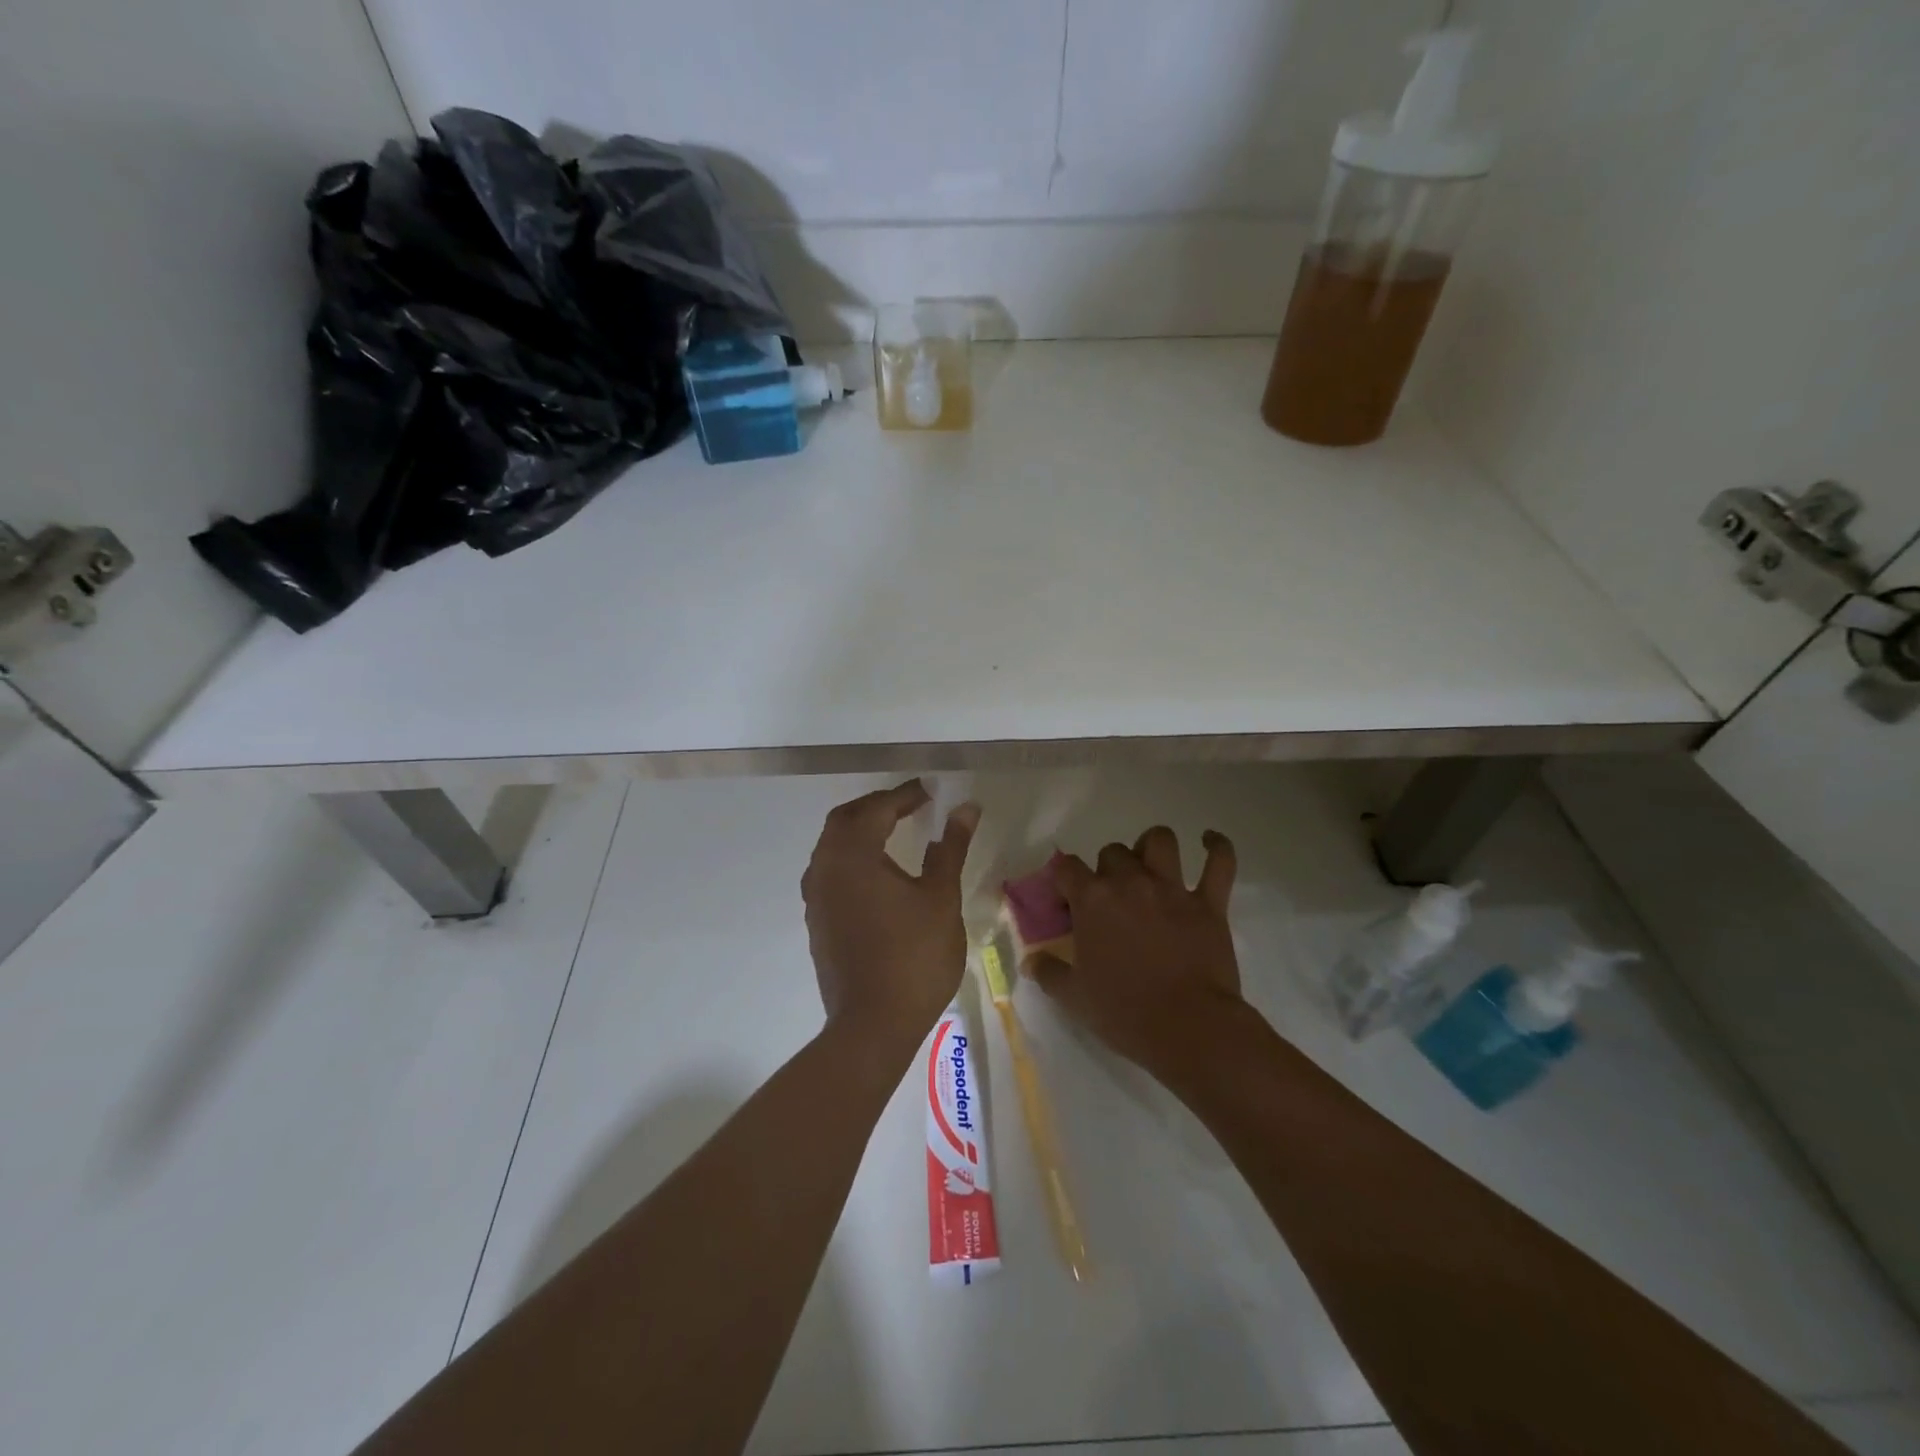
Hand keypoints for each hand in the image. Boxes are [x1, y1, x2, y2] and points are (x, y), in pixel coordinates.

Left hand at [802, 780, 979, 1049]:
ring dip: (860, 831)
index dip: (904, 796)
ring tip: (894, 832)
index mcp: (852, 855)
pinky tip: (876, 874)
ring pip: (832, 846)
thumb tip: (965, 808)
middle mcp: (824, 868)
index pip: (876, 809)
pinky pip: (829, 872)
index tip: (930, 791)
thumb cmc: (914, 956)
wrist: (872, 1025)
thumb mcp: (940, 897)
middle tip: (910, 806)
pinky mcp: (816, 921)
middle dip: (876, 807)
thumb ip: (950, 847)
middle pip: (845, 820)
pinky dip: (852, 858)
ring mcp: (815, 897)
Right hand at [1031, 826, 1245, 1081]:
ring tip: (1151, 864)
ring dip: (1152, 847)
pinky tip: (1209, 841)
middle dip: (1107, 869)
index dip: (1062, 880)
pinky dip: (1217, 847)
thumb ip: (1048, 972)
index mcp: (1093, 900)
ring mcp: (1172, 889)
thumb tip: (1032, 960)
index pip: (1066, 867)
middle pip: (1113, 852)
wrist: (1188, 1028)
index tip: (1065, 902)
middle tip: (1110, 897)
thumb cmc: (1124, 1012)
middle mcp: (1130, 882)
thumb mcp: (1073, 998)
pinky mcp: (1209, 903)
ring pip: (1161, 841)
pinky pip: (1219, 863)